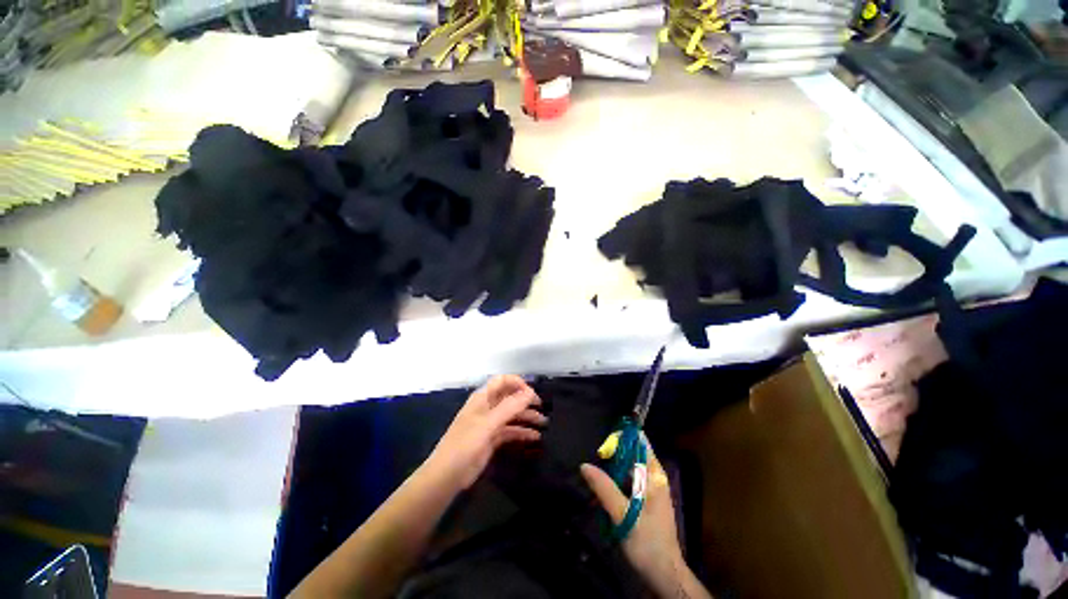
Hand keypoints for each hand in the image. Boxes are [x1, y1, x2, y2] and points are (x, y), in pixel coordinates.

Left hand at [425, 375, 546, 491]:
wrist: (448, 475)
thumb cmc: (466, 443)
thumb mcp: (488, 423)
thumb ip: (510, 407)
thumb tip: (530, 393)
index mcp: (483, 398)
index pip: (503, 381)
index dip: (518, 384)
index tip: (532, 394)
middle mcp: (487, 407)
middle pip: (509, 397)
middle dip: (525, 400)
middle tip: (542, 408)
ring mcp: (490, 423)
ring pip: (512, 414)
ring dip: (527, 417)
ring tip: (544, 423)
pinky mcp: (492, 439)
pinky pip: (510, 430)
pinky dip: (522, 432)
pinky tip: (535, 437)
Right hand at [581, 439, 687, 592]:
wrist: (663, 574)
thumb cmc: (647, 542)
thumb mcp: (623, 514)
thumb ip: (604, 488)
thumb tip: (585, 465)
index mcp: (655, 476)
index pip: (641, 443)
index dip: (624, 437)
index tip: (605, 441)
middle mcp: (655, 478)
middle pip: (634, 453)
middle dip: (615, 451)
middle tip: (597, 456)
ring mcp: (651, 489)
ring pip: (631, 467)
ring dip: (615, 465)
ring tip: (597, 466)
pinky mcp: (646, 500)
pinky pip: (630, 480)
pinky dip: (618, 478)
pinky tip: (605, 483)